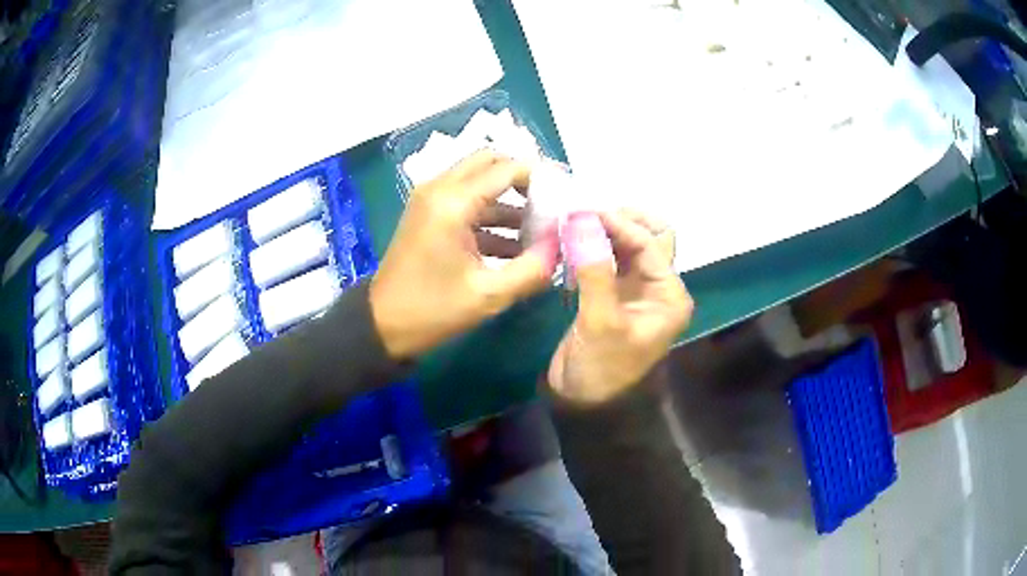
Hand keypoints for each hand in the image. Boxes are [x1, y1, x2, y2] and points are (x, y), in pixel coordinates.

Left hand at [370, 150, 559, 359]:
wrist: (380, 326)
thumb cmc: (431, 310)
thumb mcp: (489, 296)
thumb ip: (533, 268)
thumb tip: (562, 245)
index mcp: (452, 202)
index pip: (507, 169)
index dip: (542, 177)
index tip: (568, 196)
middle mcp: (440, 188)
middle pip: (491, 163)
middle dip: (524, 180)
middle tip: (552, 206)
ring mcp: (431, 200)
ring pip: (479, 181)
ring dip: (510, 201)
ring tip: (540, 232)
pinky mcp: (429, 214)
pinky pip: (467, 201)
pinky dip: (492, 215)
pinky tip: (515, 248)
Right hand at [548, 210, 691, 403]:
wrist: (583, 402)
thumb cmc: (600, 367)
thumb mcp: (600, 322)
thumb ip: (594, 270)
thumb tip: (581, 220)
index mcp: (669, 295)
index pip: (649, 245)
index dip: (618, 224)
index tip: (583, 211)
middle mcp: (658, 287)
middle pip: (648, 237)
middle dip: (620, 221)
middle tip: (584, 215)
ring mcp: (636, 288)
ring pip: (627, 244)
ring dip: (604, 230)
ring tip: (572, 222)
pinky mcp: (614, 292)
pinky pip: (608, 257)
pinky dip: (592, 245)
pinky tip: (571, 240)